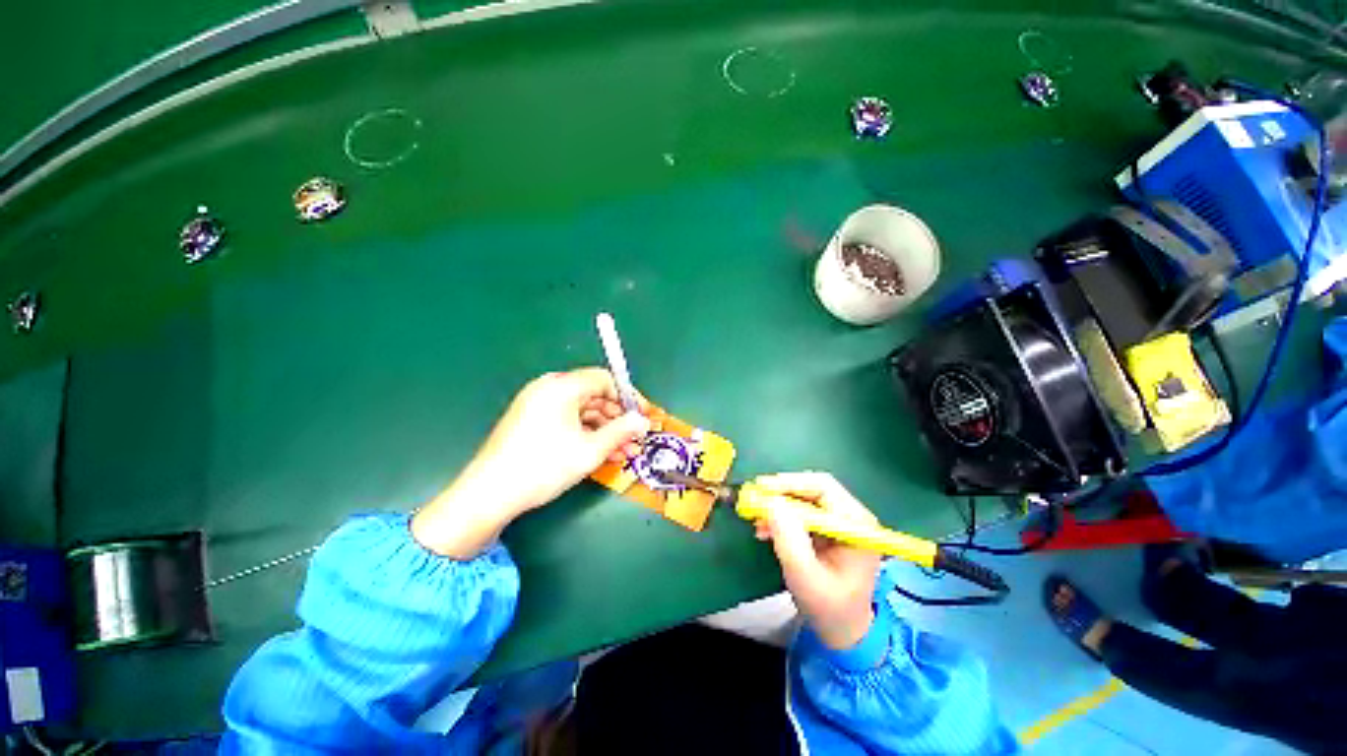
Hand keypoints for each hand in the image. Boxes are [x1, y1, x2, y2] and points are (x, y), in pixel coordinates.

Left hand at [413, 368, 650, 557]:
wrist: (489, 495)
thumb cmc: (543, 467)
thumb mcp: (590, 450)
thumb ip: (621, 431)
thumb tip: (643, 421)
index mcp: (562, 387)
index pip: (605, 379)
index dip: (628, 397)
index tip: (643, 417)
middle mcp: (549, 389)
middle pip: (594, 395)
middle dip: (618, 418)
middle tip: (635, 439)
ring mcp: (538, 404)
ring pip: (583, 411)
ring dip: (605, 430)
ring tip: (624, 452)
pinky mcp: (532, 420)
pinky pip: (568, 421)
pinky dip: (587, 434)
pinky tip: (603, 453)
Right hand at [752, 472, 881, 650]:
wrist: (843, 631)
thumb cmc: (828, 607)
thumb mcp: (805, 576)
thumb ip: (789, 539)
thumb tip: (772, 502)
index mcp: (857, 524)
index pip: (823, 487)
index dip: (790, 484)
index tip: (761, 488)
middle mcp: (852, 516)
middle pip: (813, 488)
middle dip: (782, 493)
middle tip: (756, 499)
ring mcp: (840, 521)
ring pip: (805, 498)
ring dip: (779, 505)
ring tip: (757, 519)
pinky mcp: (827, 528)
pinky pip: (801, 511)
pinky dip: (782, 516)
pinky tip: (766, 528)